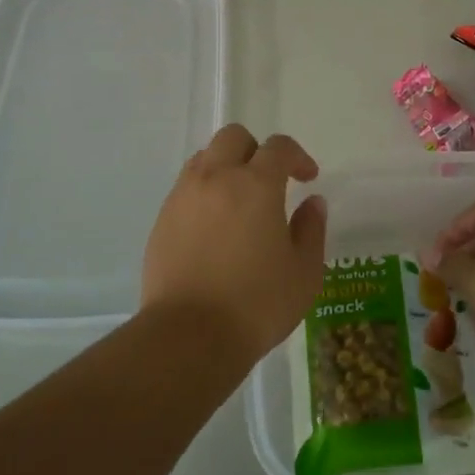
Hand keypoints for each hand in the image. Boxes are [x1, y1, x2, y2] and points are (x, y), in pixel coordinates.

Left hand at [141, 124, 328, 362]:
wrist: (189, 336)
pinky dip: (204, 192)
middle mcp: (216, 178)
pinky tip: (214, 227)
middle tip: (270, 182)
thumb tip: (313, 202)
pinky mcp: (162, 219)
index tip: (308, 178)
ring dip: (227, 167)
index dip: (298, 157)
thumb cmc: (257, 304)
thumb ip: (311, 229)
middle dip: (256, 150)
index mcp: (256, 185)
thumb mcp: (304, 272)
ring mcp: (183, 197)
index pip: (278, 147)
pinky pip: (186, 187)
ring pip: (205, 158)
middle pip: (234, 137)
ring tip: (239, 202)